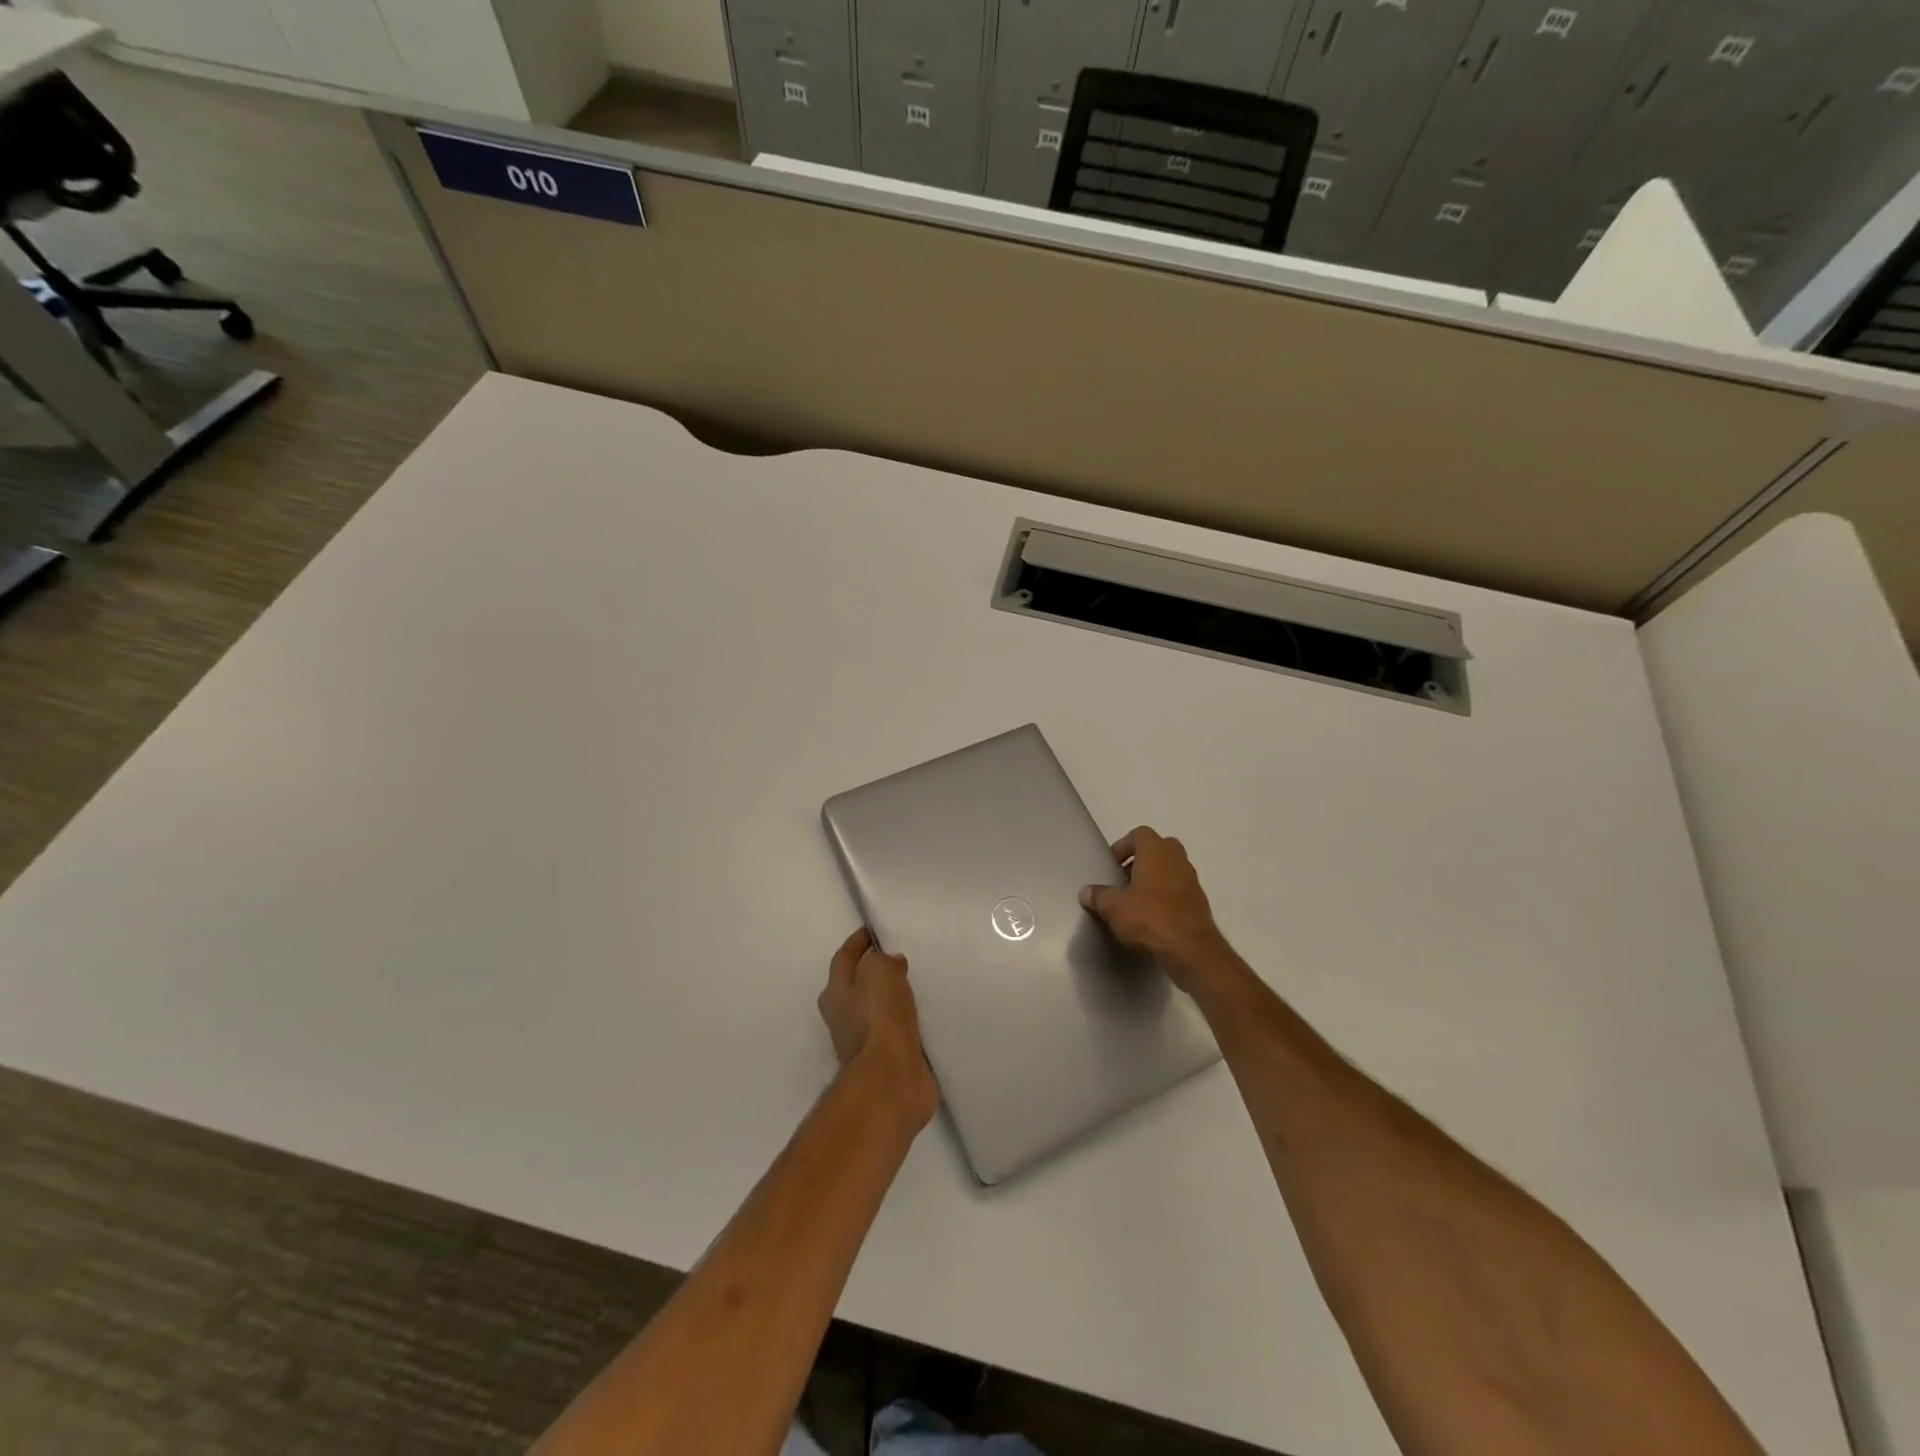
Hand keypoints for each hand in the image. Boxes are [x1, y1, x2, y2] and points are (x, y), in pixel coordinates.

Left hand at [818, 927, 937, 1125]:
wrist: (891, 1079)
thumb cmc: (878, 1019)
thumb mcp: (879, 973)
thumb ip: (882, 961)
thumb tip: (890, 963)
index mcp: (835, 994)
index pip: (844, 958)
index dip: (857, 942)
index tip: (873, 929)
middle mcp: (843, 1017)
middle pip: (856, 985)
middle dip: (872, 969)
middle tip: (896, 955)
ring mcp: (863, 1041)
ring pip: (876, 1008)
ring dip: (890, 996)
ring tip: (913, 982)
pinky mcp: (886, 1060)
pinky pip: (896, 1029)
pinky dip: (905, 1019)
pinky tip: (922, 1013)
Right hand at [1080, 827, 1238, 995]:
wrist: (1192, 951)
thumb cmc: (1150, 919)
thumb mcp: (1114, 908)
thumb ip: (1099, 896)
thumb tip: (1086, 891)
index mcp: (1156, 852)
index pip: (1140, 834)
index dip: (1123, 846)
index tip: (1112, 864)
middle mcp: (1177, 860)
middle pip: (1159, 848)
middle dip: (1141, 860)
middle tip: (1124, 879)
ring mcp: (1192, 881)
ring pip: (1171, 869)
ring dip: (1155, 879)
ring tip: (1136, 900)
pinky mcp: (1200, 903)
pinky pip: (1179, 890)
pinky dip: (1166, 896)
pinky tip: (1153, 917)